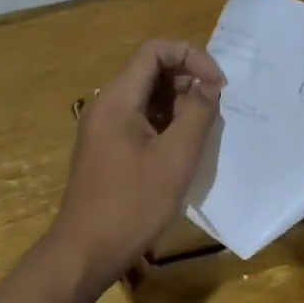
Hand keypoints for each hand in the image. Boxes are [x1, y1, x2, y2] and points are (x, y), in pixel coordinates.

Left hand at [48, 39, 224, 288]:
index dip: (191, 56)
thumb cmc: (133, 204)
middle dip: (187, 80)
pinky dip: (166, 123)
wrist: (86, 251)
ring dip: (179, 103)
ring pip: (147, 96)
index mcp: (117, 99)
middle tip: (214, 110)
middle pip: (150, 71)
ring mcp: (104, 128)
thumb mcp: (176, 157)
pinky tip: (183, 147)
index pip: (154, 51)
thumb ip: (197, 114)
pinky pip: (140, 119)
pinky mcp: (108, 148)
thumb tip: (208, 86)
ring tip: (203, 130)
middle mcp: (107, 106)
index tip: (217, 85)